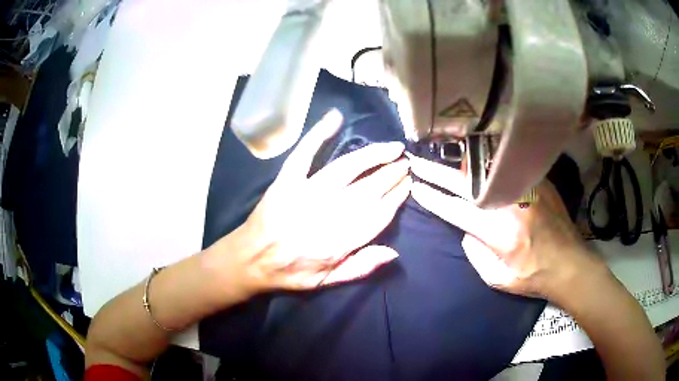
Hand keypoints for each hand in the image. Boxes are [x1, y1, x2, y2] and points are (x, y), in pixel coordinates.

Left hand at [237, 109, 410, 291]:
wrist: (250, 259)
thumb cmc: (290, 272)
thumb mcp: (325, 282)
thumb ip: (359, 268)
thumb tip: (393, 252)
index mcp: (338, 243)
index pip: (377, 216)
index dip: (396, 198)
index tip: (408, 185)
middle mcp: (326, 215)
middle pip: (368, 190)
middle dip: (390, 175)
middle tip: (405, 163)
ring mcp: (305, 194)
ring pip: (346, 169)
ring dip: (372, 156)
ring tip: (391, 147)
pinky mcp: (286, 181)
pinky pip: (304, 154)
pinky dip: (319, 135)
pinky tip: (335, 119)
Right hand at [408, 155, 606, 302]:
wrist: (569, 263)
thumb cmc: (533, 276)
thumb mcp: (498, 278)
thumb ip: (475, 253)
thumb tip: (465, 229)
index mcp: (499, 232)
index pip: (456, 210)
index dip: (433, 199)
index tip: (416, 188)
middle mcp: (510, 204)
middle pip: (466, 184)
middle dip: (437, 174)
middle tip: (416, 163)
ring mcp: (525, 188)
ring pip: (486, 169)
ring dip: (460, 164)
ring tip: (442, 158)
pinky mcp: (537, 181)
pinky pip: (506, 166)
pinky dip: (486, 163)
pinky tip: (476, 160)